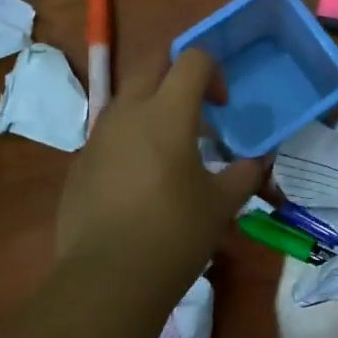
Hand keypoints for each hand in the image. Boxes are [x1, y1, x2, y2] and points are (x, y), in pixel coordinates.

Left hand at [56, 49, 264, 293]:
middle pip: (153, 64)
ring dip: (152, 106)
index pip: (192, 59)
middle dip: (178, 74)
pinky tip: (141, 180)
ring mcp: (98, 136)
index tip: (223, 106)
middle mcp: (128, 112)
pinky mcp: (80, 162)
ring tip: (172, 147)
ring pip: (127, 97)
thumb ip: (244, 174)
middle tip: (198, 110)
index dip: (213, 71)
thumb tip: (257, 161)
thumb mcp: (221, 204)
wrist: (108, 278)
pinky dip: (130, 138)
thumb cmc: (174, 234)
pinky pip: (109, 132)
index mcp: (167, 112)